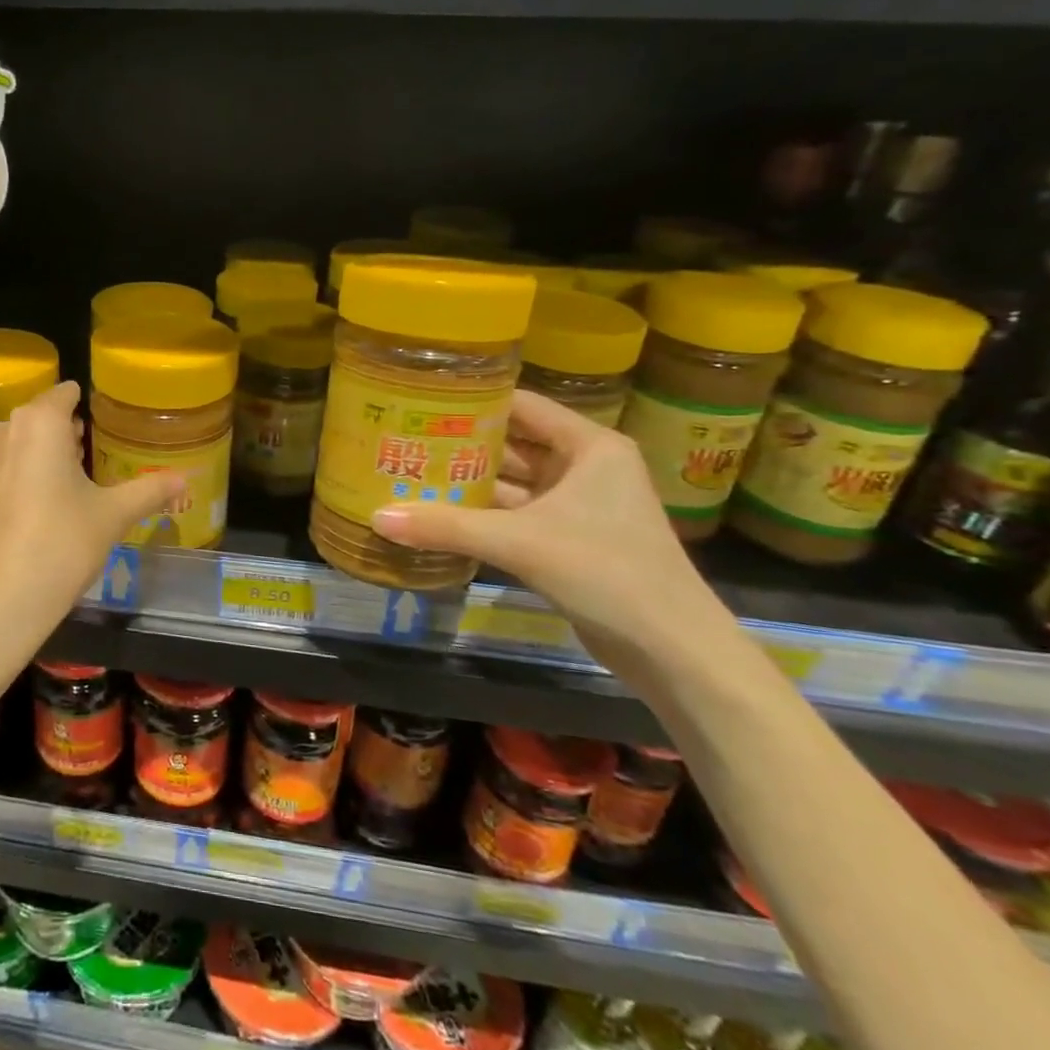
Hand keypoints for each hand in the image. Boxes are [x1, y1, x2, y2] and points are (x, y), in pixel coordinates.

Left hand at [0, 381, 184, 661]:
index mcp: (39, 422)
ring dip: (44, 454)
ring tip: (75, 481)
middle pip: (42, 418)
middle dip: (68, 432)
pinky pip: (3, 468)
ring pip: (20, 443)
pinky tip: (42, 506)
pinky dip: (22, 475)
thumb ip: (149, 490)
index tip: (107, 418)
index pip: (65, 394)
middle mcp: (3, 430)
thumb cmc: (61, 544)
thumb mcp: (112, 516)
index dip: (87, 403)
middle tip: (99, 454)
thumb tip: (184, 480)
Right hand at [371, 389, 716, 670]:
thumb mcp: (520, 542)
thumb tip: (377, 516)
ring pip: (512, 483)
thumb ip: (447, 526)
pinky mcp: (569, 540)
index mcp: (589, 446)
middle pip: (513, 443)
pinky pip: (516, 515)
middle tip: (406, 437)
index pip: (522, 406)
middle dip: (461, 444)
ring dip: (468, 483)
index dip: (474, 400)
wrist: (671, 649)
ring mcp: (578, 505)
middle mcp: (585, 467)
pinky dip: (482, 515)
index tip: (423, 400)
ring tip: (411, 472)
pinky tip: (439, 515)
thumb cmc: (607, 571)